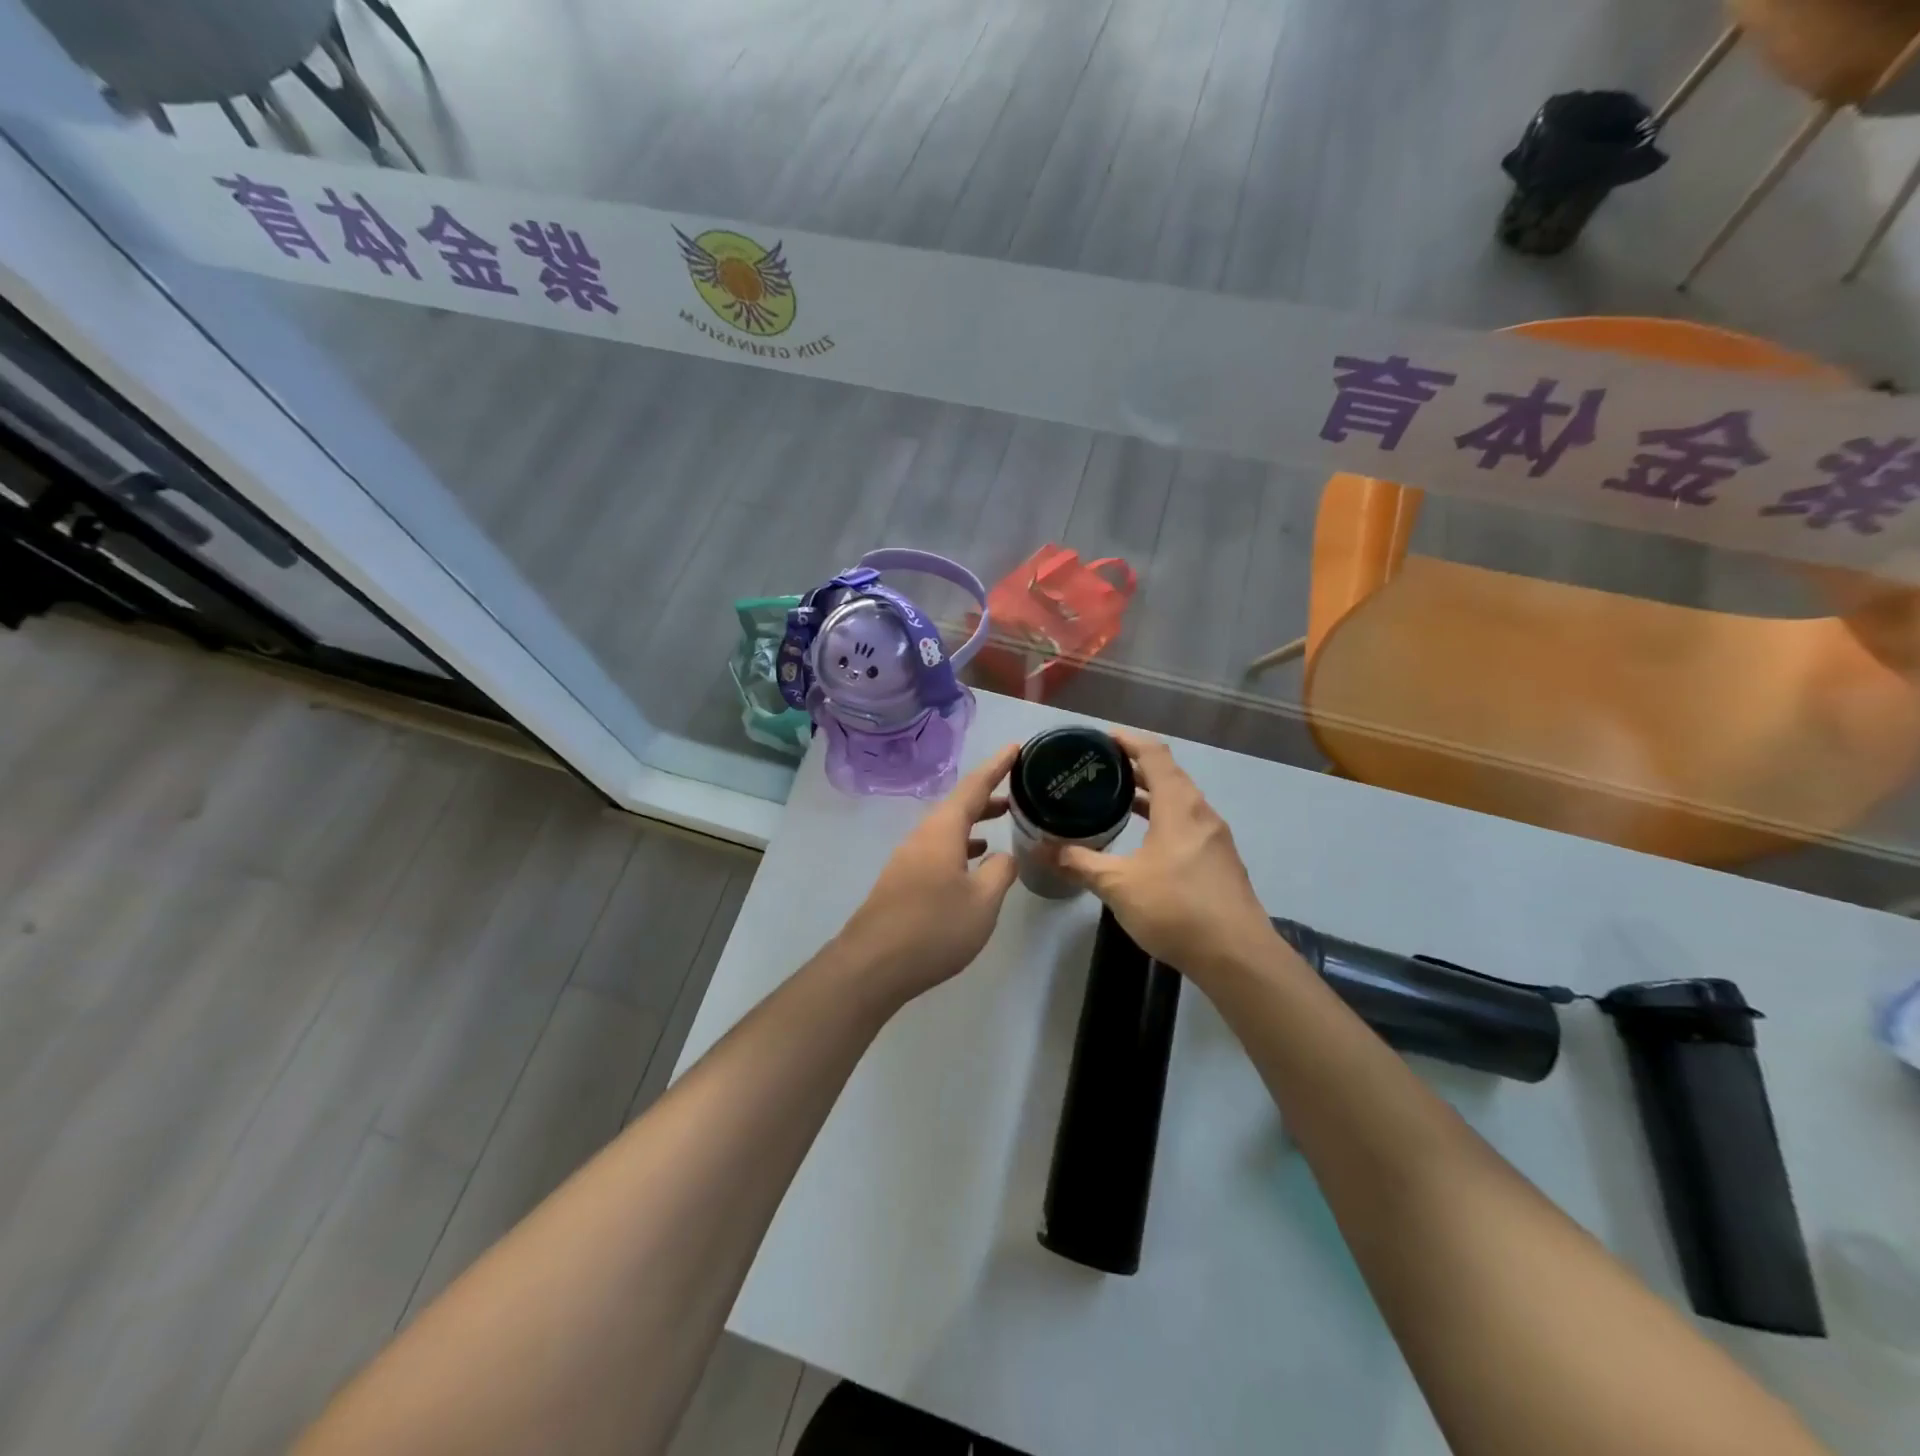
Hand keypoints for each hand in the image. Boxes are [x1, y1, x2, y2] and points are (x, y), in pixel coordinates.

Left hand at [834, 744, 1021, 1007]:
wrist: (872, 965)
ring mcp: (909, 858)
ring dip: (975, 821)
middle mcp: (923, 836)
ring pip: (947, 828)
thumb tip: (1003, 857)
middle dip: (988, 794)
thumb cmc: (934, 928)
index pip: (974, 786)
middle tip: (1017, 788)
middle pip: (958, 804)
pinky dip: (960, 845)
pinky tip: (973, 863)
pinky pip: (938, 848)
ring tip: (1002, 822)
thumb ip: (999, 873)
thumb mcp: (982, 902)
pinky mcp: (903, 881)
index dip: (997, 766)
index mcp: (943, 830)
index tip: (1016, 747)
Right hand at [1052, 730, 1276, 984]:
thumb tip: (1043, 850)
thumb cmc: (1176, 908)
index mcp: (1179, 805)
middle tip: (1099, 769)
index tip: (1101, 738)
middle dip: (1135, 767)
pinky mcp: (1219, 861)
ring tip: (1115, 799)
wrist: (1236, 956)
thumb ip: (1080, 863)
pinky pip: (1186, 823)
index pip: (1154, 754)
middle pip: (1169, 774)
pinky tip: (1142, 839)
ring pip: (1179, 801)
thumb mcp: (1118, 885)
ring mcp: (1215, 837)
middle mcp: (1201, 812)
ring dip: (1150, 794)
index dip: (1128, 740)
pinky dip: (1162, 817)